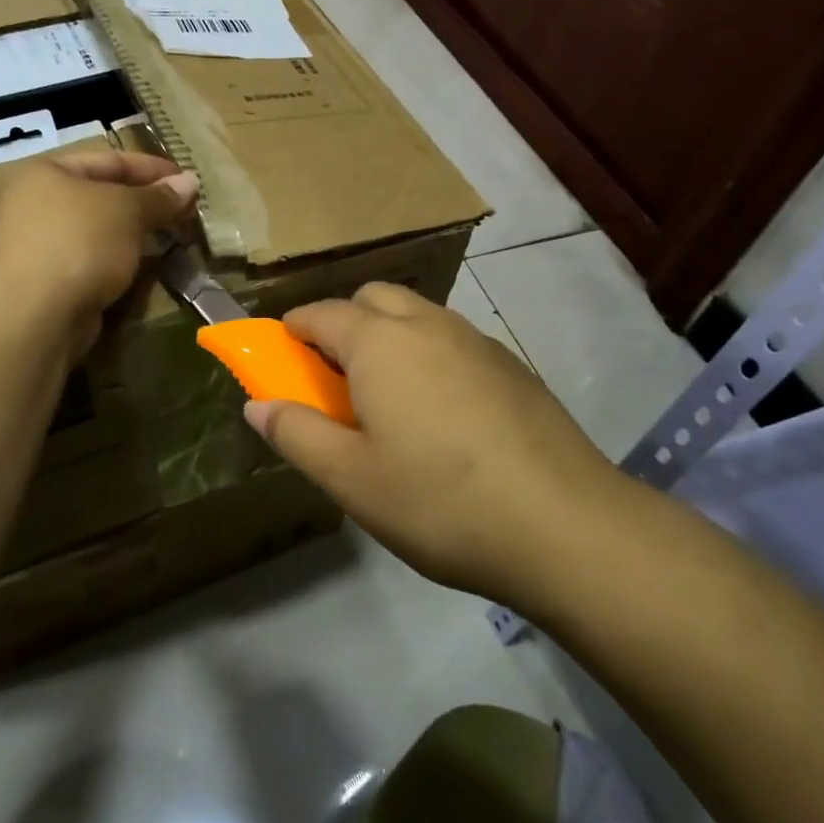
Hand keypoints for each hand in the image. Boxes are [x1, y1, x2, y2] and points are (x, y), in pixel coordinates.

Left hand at [0, 151, 198, 359]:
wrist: (36, 315)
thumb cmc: (80, 243)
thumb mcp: (127, 211)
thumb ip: (159, 197)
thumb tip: (190, 182)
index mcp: (44, 172)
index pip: (108, 160)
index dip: (152, 168)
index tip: (188, 180)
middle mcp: (32, 204)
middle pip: (101, 195)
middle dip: (145, 203)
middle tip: (185, 212)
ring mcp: (35, 245)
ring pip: (97, 231)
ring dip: (134, 234)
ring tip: (172, 238)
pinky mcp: (44, 282)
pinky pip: (90, 260)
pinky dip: (117, 260)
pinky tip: (144, 267)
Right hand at [244, 283, 628, 602]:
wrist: (565, 524)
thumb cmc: (439, 500)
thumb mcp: (351, 479)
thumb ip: (297, 434)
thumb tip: (258, 405)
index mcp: (380, 343)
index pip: (322, 314)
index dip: (293, 329)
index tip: (281, 353)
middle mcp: (427, 325)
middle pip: (372, 298)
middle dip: (343, 322)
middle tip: (336, 376)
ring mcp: (476, 340)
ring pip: (417, 314)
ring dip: (389, 335)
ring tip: (389, 395)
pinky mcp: (512, 365)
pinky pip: (452, 340)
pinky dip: (429, 354)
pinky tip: (442, 413)